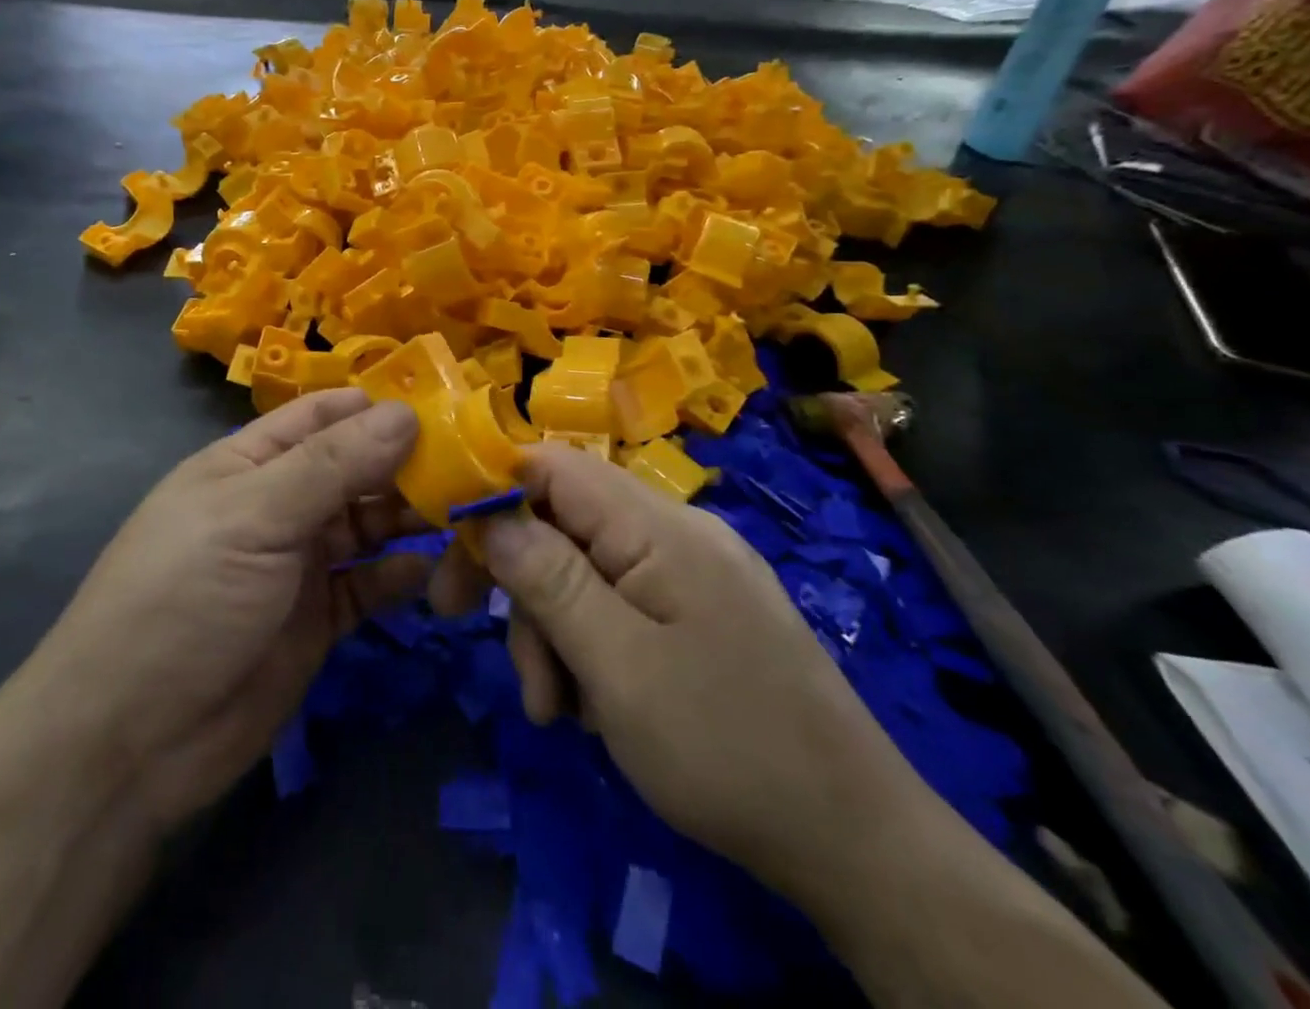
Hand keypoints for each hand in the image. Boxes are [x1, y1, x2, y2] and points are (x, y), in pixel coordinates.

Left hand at [38, 390, 430, 830]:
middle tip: (477, 463)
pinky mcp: (317, 619)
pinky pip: (369, 585)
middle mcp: (278, 504)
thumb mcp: (254, 517)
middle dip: (407, 463)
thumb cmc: (183, 599)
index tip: (449, 402)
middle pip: (354, 469)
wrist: (130, 743)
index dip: (378, 406)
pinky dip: (401, 574)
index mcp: (250, 464)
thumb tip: (404, 412)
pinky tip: (436, 569)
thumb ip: (332, 465)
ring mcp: (298, 564)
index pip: (323, 415)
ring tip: (468, 512)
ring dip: (412, 517)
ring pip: (368, 525)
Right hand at [476, 444, 936, 896]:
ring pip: (585, 570)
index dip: (494, 491)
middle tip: (483, 643)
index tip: (453, 550)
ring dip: (554, 631)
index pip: (554, 465)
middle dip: (521, 585)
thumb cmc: (726, 748)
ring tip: (556, 711)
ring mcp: (692, 571)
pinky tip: (592, 708)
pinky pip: (621, 603)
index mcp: (659, 526)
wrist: (857, 844)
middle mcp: (676, 531)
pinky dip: (591, 646)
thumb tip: (490, 514)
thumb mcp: (616, 665)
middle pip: (563, 522)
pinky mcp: (701, 611)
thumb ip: (548, 579)